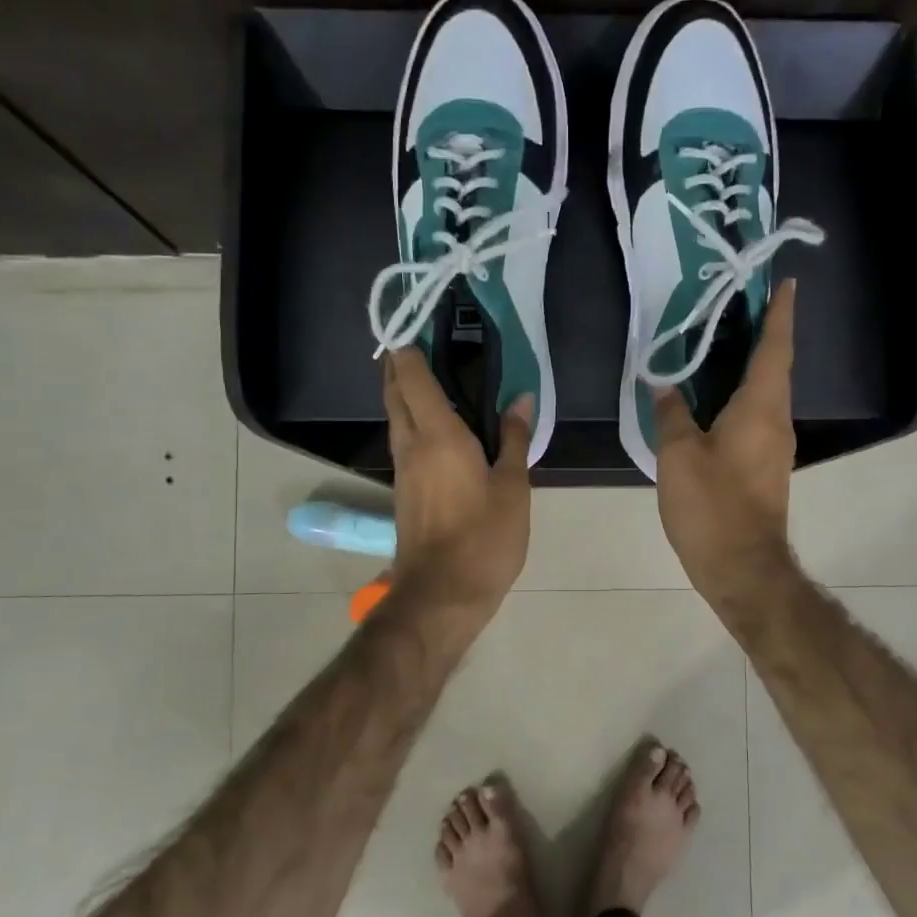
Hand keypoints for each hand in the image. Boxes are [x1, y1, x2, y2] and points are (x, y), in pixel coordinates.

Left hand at [384, 349, 531, 620]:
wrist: (442, 595)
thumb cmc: (484, 539)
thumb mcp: (512, 488)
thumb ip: (515, 439)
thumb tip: (522, 397)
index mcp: (438, 436)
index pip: (413, 377)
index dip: (409, 347)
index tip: (414, 321)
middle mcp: (411, 445)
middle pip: (394, 393)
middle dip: (398, 364)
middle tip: (416, 340)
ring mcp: (402, 470)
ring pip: (395, 418)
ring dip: (402, 392)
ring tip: (425, 374)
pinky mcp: (403, 491)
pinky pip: (403, 441)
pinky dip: (410, 420)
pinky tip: (432, 425)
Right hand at [653, 280, 800, 614]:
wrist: (742, 568)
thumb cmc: (712, 506)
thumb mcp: (679, 456)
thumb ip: (671, 414)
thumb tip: (664, 385)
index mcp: (761, 407)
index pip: (775, 348)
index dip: (780, 313)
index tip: (787, 283)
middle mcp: (777, 421)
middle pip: (774, 368)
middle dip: (762, 335)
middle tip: (737, 308)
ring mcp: (775, 447)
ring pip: (765, 395)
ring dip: (750, 368)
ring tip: (720, 347)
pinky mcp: (765, 468)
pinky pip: (756, 419)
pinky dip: (741, 399)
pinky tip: (713, 402)